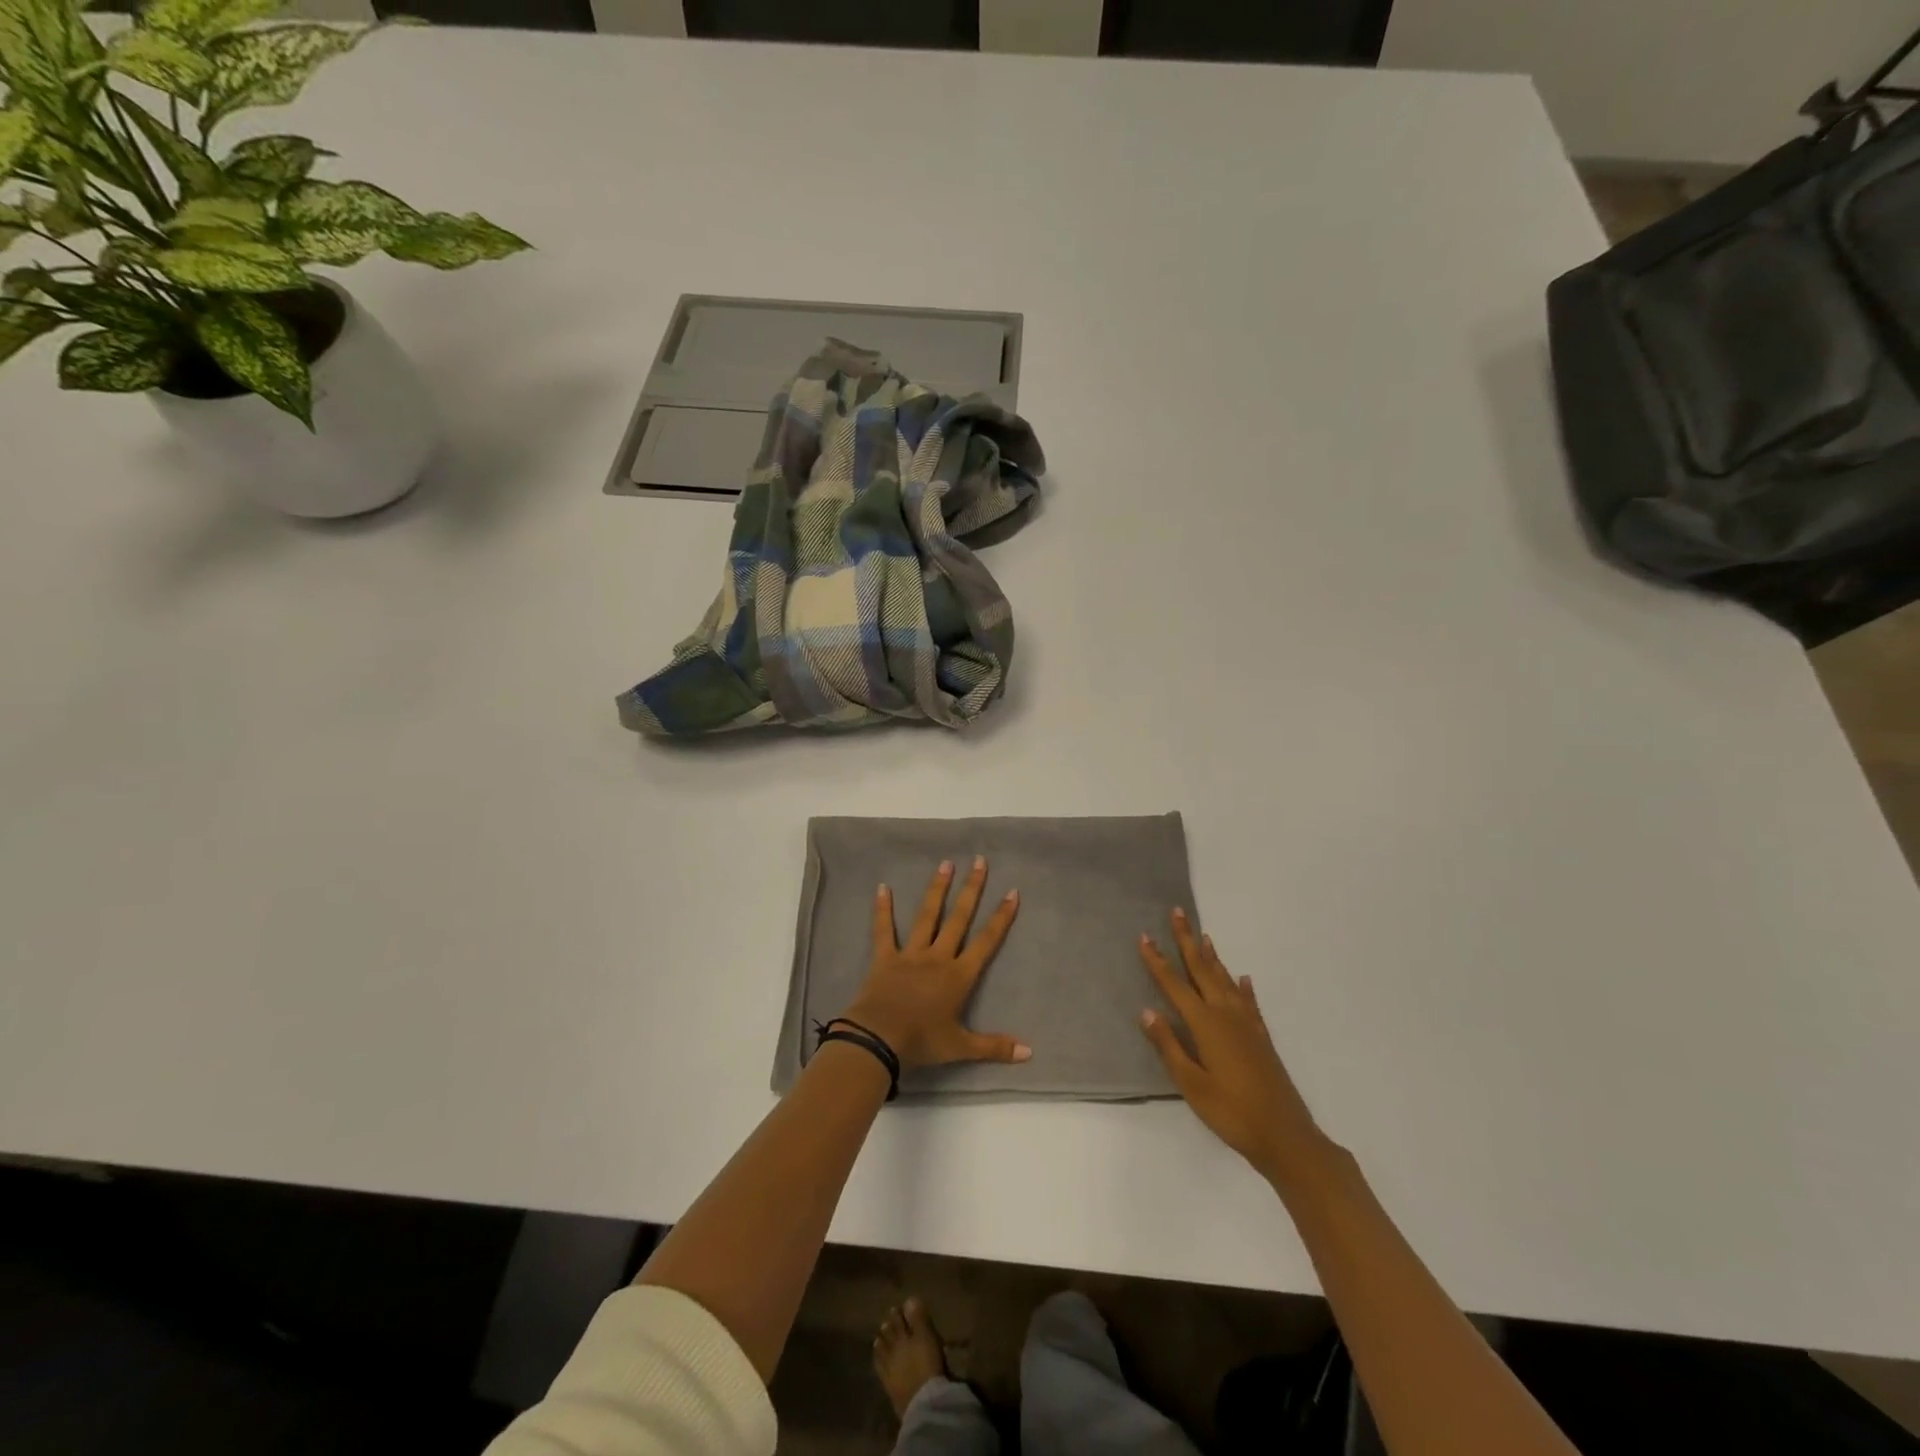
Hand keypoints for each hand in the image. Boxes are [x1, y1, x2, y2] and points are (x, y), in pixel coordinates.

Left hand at [841, 858, 1031, 1072]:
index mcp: (958, 976)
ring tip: (945, 864)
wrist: (879, 1039)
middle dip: (971, 889)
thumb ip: (994, 1046)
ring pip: (927, 916)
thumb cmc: (922, 1042)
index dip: (1000, 918)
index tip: (1012, 892)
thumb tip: (1030, 1053)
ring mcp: (910, 954)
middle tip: (979, 861)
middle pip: (958, 918)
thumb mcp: (961, 1047)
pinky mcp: (885, 958)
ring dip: (937, 890)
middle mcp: (938, 957)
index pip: (986, 941)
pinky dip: (883, 909)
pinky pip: (883, 930)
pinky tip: (882, 887)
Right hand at [1139, 910, 1330, 1185]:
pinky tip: (1242, 979)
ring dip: (1212, 957)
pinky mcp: (1261, 1038)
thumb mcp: (1191, 1084)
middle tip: (1178, 913)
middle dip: (1187, 941)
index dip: (1158, 961)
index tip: (1145, 936)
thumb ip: (1168, 1046)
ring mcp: (1247, 1024)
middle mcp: (1226, 1015)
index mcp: (1205, 1024)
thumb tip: (1147, 1011)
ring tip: (1203, 936)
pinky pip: (1249, 1002)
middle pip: (1202, 970)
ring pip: (1225, 980)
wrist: (1285, 1135)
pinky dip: (1243, 988)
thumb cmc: (1231, 1112)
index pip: (1174, 985)